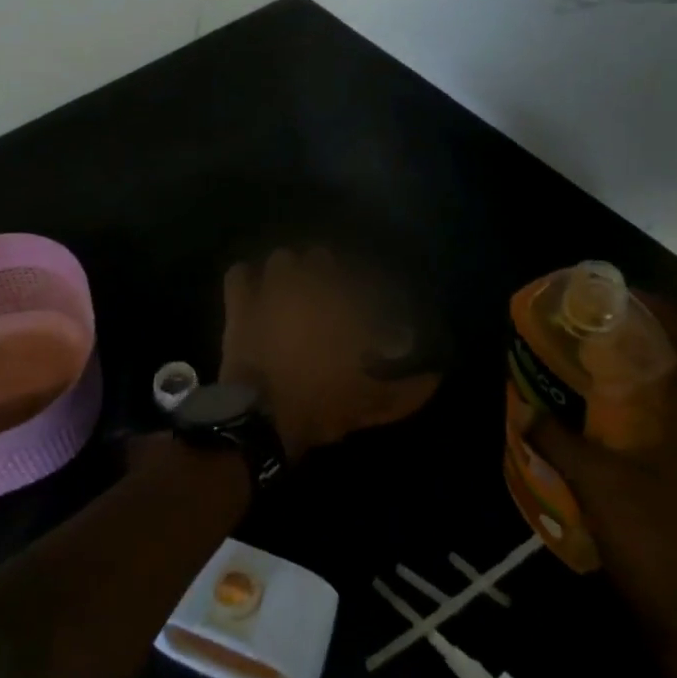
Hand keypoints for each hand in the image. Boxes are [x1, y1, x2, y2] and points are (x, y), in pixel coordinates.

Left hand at [220, 247, 439, 460]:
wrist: (260, 419)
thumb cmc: (321, 406)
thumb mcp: (372, 405)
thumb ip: (408, 390)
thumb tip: (437, 378)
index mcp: (345, 306)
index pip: (365, 281)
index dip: (370, 293)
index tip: (369, 312)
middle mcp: (310, 287)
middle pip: (322, 258)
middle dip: (327, 273)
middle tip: (329, 297)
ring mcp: (272, 290)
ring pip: (283, 259)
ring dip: (290, 272)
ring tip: (292, 290)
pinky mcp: (241, 303)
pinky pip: (239, 273)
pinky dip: (246, 278)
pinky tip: (254, 290)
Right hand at [523, 307, 676, 677]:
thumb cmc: (654, 542)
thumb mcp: (594, 483)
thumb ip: (557, 439)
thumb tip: (527, 409)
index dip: (667, 309)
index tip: (625, 296)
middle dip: (651, 340)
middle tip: (601, 330)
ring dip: (652, 378)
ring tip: (601, 372)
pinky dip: (654, 413)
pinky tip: (617, 429)